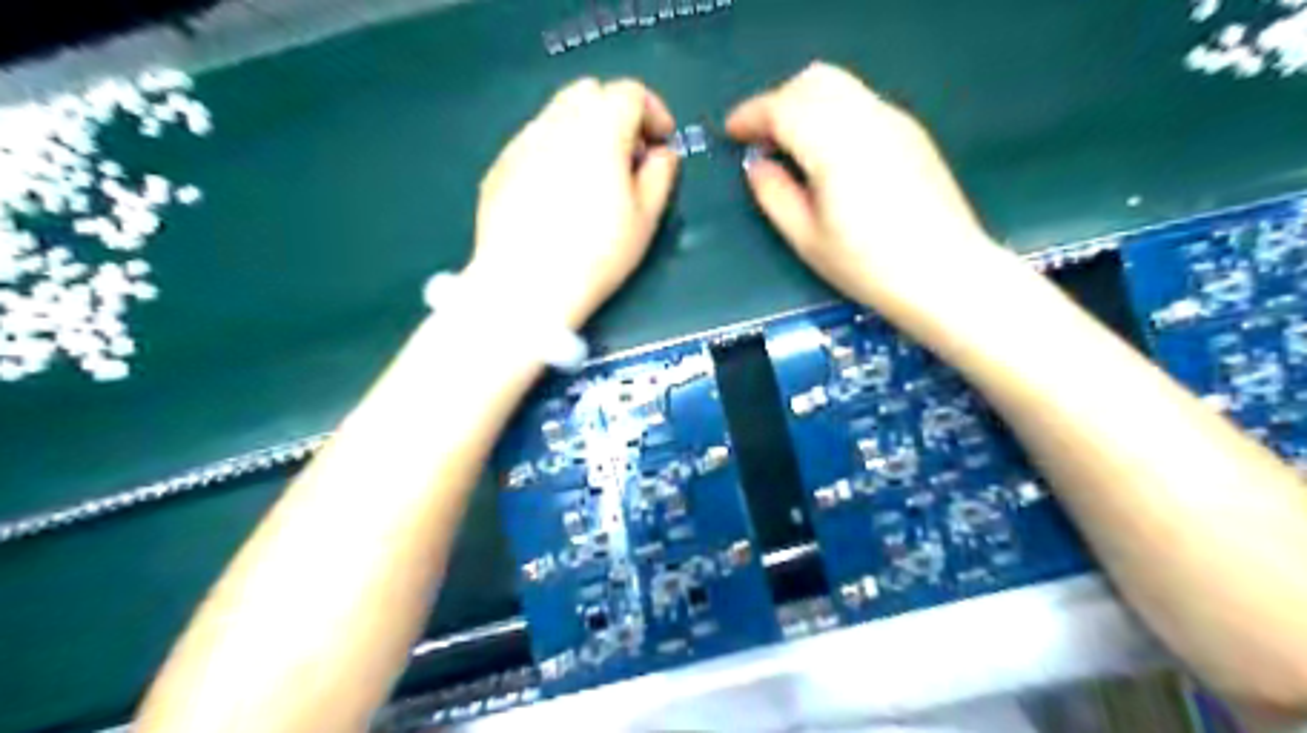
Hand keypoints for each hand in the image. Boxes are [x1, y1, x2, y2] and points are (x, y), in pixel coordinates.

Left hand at [467, 76, 679, 328]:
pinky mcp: (498, 168)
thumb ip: (661, 175)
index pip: (630, 93)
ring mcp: (520, 144)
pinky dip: (554, 154)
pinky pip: (532, 144)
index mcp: (598, 128)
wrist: (525, 286)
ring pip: (557, 115)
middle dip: (616, 114)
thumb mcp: (646, 219)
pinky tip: (556, 198)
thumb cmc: (597, 254)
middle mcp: (555, 123)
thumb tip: (661, 154)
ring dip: (583, 132)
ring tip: (592, 178)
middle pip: (589, 92)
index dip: (654, 112)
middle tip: (628, 158)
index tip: (662, 142)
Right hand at [731, 64, 996, 310]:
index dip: (751, 115)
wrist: (945, 273)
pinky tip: (828, 152)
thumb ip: (774, 195)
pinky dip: (833, 113)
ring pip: (840, 86)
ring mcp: (894, 121)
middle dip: (778, 101)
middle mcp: (866, 118)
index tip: (731, 132)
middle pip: (813, 81)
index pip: (783, 107)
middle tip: (760, 138)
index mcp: (834, 144)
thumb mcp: (807, 239)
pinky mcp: (911, 133)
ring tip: (791, 144)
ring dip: (806, 103)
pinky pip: (861, 103)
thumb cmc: (868, 266)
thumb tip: (757, 166)